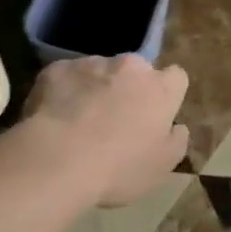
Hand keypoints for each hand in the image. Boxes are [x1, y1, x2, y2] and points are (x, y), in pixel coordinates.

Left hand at [22, 55, 189, 205]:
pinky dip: (64, 91)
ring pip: (99, 72)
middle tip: (114, 121)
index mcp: (160, 88)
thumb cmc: (118, 168)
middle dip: (128, 89)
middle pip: (136, 71)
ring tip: (79, 122)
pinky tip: (54, 118)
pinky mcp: (57, 69)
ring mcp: (91, 63)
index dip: (166, 95)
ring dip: (96, 89)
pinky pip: (66, 77)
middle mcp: (130, 66)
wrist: (57, 160)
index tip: (155, 115)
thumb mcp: (162, 167)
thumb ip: (176, 140)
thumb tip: (176, 127)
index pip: (176, 77)